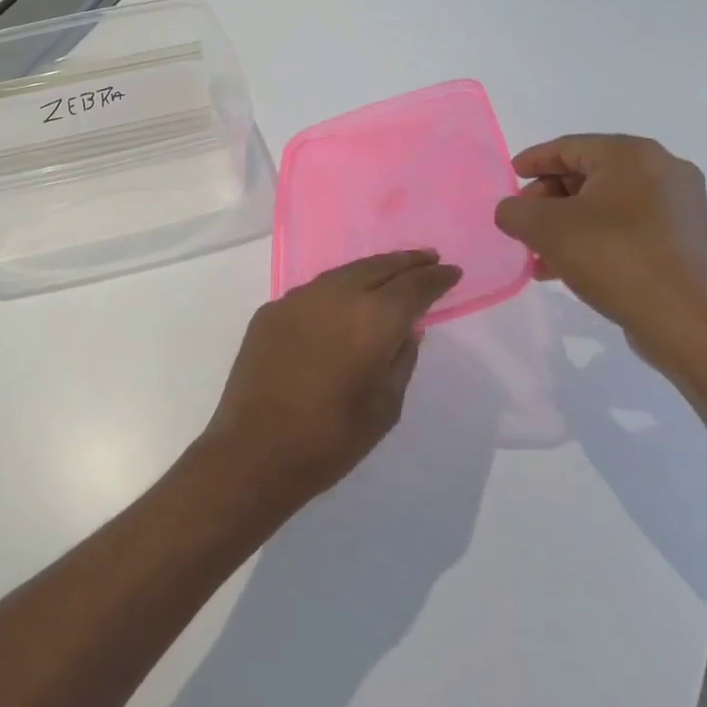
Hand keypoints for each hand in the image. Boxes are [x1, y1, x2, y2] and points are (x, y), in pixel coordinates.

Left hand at [200, 251, 462, 511]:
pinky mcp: (270, 311)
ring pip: (343, 273)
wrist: (255, 449)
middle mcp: (335, 295)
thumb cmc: (332, 438)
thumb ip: (401, 360)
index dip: (436, 278)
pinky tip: (343, 299)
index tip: (452, 271)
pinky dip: (336, 289)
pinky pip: (313, 291)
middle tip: (428, 258)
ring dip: (371, 269)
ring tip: (390, 271)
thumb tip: (405, 330)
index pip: (413, 287)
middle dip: (406, 262)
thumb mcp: (386, 406)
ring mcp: (297, 299)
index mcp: (373, 318)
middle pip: (378, 267)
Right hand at [493, 135, 706, 370]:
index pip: (568, 147)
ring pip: (605, 205)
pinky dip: (593, 239)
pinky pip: (626, 228)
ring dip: (566, 224)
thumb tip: (512, 211)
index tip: (508, 177)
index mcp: (632, 155)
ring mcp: (679, 207)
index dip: (532, 161)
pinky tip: (566, 268)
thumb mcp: (546, 229)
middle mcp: (662, 171)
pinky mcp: (683, 240)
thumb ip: (514, 211)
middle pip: (587, 174)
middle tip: (522, 221)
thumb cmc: (614, 258)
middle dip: (547, 198)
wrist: (689, 323)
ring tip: (537, 253)